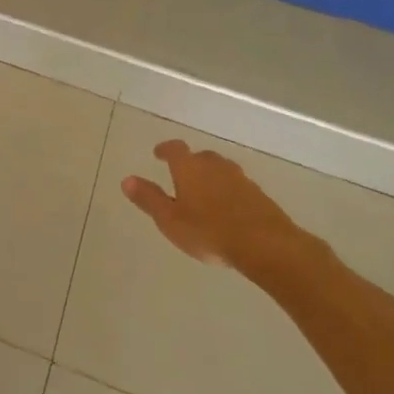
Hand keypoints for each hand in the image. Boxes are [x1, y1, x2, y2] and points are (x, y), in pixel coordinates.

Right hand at [122, 140, 299, 269]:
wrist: (266, 245)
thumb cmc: (209, 231)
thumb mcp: (170, 219)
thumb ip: (149, 199)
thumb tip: (127, 180)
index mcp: (190, 168)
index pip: (175, 149)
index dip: (165, 149)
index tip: (159, 154)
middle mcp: (215, 166)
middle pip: (201, 157)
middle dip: (191, 163)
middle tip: (182, 176)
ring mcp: (241, 180)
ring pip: (222, 171)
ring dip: (212, 177)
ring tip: (205, 194)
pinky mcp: (260, 196)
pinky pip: (239, 187)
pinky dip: (229, 193)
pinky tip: (228, 210)